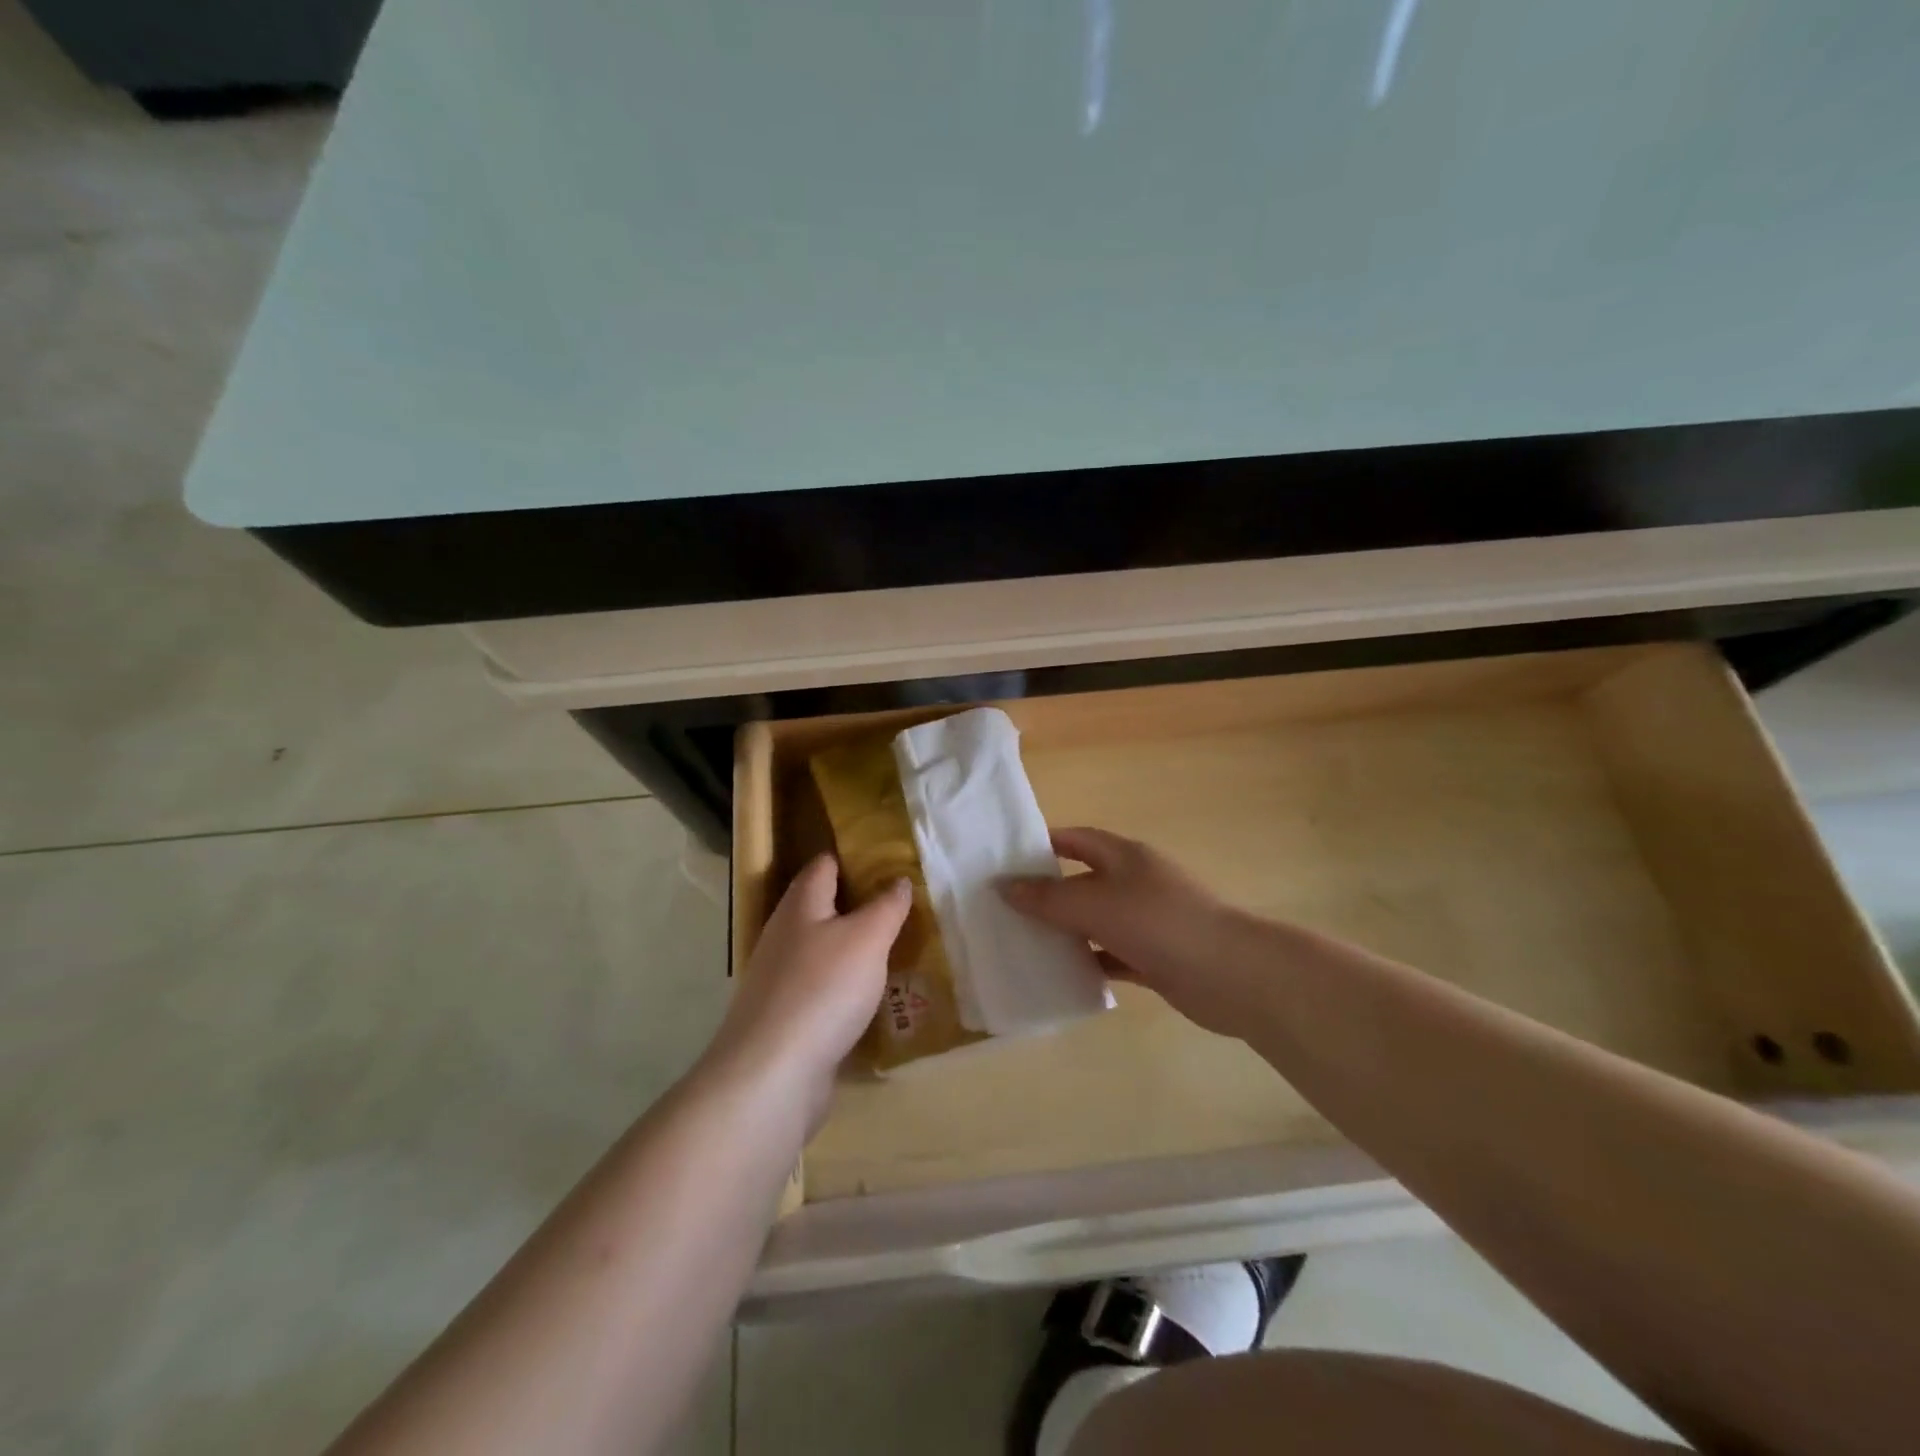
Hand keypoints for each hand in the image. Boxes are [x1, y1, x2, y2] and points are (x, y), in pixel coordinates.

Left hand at [709, 854, 909, 1120]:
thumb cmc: (823, 989)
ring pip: (821, 950)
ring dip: (851, 948)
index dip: (851, 858)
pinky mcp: (785, 1017)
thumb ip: (886, 907)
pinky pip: (820, 988)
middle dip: (855, 904)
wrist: (772, 1073)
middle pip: (820, 907)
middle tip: (899, 905)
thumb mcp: (867, 939)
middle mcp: (784, 935)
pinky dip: (843, 986)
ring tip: (892, 949)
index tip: (886, 859)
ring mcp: (780, 979)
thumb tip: (899, 879)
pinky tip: (868, 997)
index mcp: (800, 906)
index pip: (823, 866)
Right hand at [1002, 827, 1261, 1038]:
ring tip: (1024, 944)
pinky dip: (1089, 963)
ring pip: (1096, 921)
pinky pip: (1112, 956)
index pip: (1076, 839)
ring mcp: (1147, 921)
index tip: (1007, 861)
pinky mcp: (1155, 958)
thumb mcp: (1096, 904)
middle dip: (1049, 892)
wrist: (1232, 975)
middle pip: (1084, 880)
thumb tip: (1004, 886)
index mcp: (1124, 857)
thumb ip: (1049, 897)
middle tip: (1006, 908)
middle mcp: (1135, 883)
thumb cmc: (1159, 924)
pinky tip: (1062, 976)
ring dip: (1066, 931)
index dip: (1044, 844)